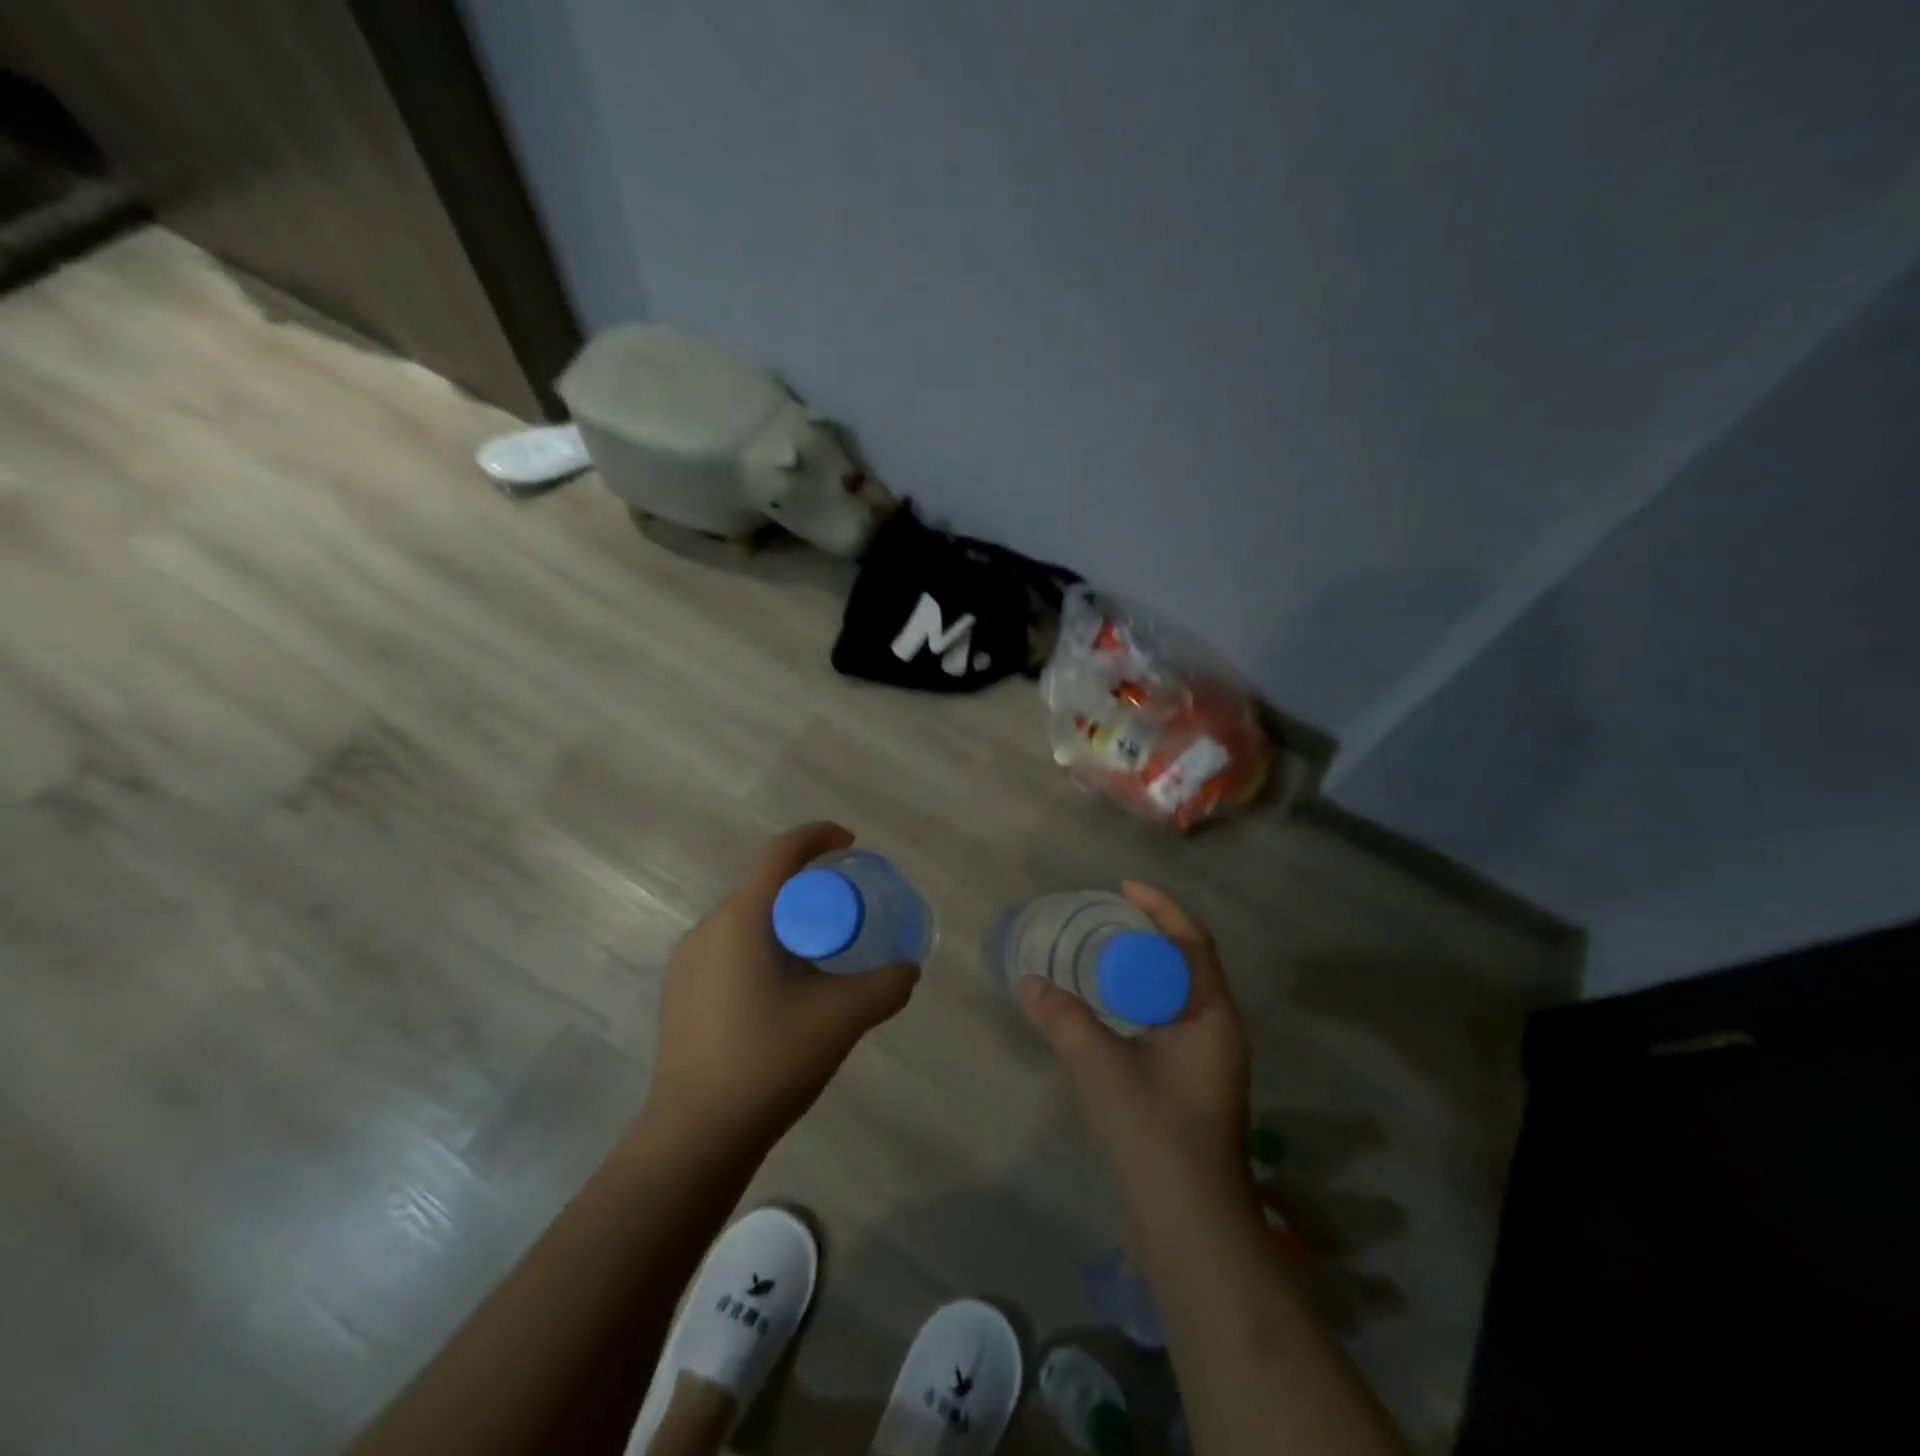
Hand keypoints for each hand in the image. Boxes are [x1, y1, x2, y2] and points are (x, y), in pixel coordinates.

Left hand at [644, 822, 919, 1155]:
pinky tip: (782, 992)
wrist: (694, 1135)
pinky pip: (729, 947)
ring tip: (819, 958)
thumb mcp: (841, 1019)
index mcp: (742, 919)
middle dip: (810, 889)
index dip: (819, 836)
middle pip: (766, 886)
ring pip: (747, 919)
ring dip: (786, 922)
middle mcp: (708, 927)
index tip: (851, 845)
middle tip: (847, 916)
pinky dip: (763, 947)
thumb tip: (909, 969)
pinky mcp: (680, 991)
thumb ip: (885, 987)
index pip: (782, 853)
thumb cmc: (768, 1062)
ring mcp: (687, 961)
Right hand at [1018, 882, 1249, 1203]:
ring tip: (1098, 956)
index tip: (1122, 887)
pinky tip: (1103, 1012)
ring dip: (1141, 973)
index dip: (1161, 908)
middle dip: (1148, 937)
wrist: (1190, 1232)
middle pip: (1185, 966)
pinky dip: (1135, 1006)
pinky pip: (1164, 1025)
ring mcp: (1206, 1064)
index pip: (1193, 943)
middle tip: (1102, 920)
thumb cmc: (1156, 1137)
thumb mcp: (1102, 1069)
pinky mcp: (1189, 1088)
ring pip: (1174, 999)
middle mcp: (1217, 1033)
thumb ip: (1063, 1019)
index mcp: (1213, 1018)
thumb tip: (1026, 981)